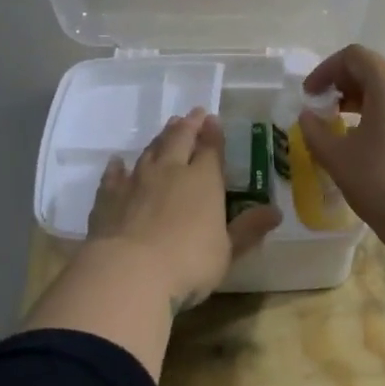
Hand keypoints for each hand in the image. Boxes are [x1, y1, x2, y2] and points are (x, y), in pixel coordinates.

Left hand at [87, 109, 282, 309]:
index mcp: (203, 180)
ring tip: (167, 128)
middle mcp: (170, 171)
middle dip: (188, 125)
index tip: (213, 120)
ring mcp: (136, 181)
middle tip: (193, 114)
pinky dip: (117, 167)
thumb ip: (248, 229)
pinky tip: (117, 162)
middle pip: (179, 140)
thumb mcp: (227, 251)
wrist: (129, 271)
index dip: (213, 134)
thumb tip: (276, 211)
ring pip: (150, 151)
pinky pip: (114, 175)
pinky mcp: (109, 196)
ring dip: (160, 138)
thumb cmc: (188, 263)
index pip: (211, 150)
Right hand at [298, 45, 384, 248]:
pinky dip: (382, 111)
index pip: (353, 56)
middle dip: (342, 84)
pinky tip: (369, 141)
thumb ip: (315, 129)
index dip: (325, 70)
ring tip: (341, 126)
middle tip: (322, 110)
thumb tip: (308, 115)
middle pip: (373, 69)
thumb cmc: (383, 184)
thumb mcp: (337, 157)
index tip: (309, 96)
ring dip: (361, 99)